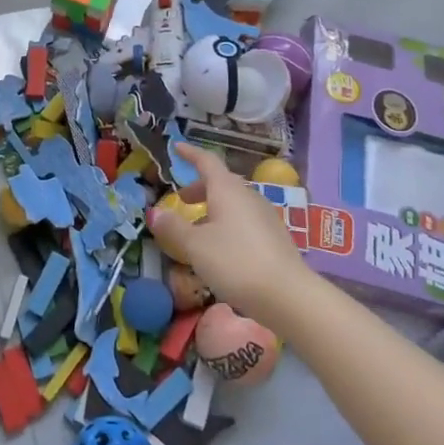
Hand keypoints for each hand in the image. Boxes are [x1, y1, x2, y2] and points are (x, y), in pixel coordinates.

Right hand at [147, 142, 308, 317]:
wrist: (288, 297)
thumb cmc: (235, 262)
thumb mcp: (195, 246)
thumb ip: (173, 228)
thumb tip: (155, 213)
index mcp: (227, 190)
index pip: (207, 162)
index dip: (190, 154)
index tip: (177, 147)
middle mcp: (248, 197)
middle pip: (221, 183)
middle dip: (199, 188)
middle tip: (182, 200)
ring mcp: (265, 217)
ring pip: (234, 203)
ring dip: (213, 209)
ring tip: (198, 229)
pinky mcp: (275, 238)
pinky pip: (245, 221)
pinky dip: (228, 224)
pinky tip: (221, 248)